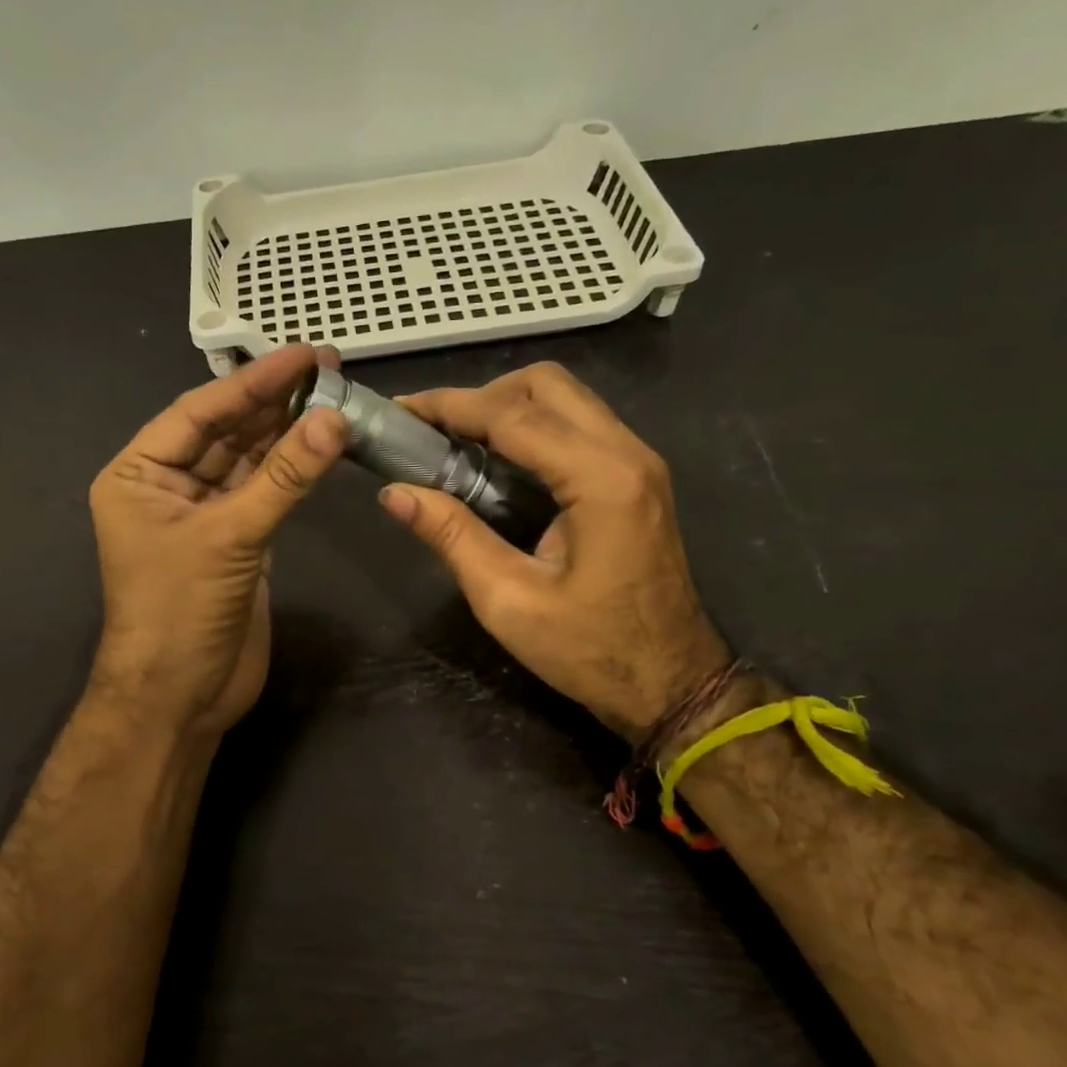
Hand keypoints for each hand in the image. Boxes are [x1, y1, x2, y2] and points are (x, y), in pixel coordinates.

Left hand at [88, 345, 345, 739]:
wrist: (180, 697)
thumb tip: (333, 420)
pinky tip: (321, 446)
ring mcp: (203, 515)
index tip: (304, 356)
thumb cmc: (181, 612)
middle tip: (328, 368)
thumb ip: (283, 478)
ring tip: (333, 398)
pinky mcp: (235, 542)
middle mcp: (167, 487)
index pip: (199, 412)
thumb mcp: (228, 538)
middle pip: (225, 432)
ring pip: (248, 462)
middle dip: (272, 402)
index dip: (252, 382)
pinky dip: (292, 473)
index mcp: (139, 475)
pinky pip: (265, 494)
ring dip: (286, 434)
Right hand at [381, 363, 727, 739]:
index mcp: (601, 480)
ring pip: (566, 398)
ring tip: (455, 440)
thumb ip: (451, 536)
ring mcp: (639, 462)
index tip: (400, 409)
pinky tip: (497, 459)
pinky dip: (532, 425)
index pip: (514, 414)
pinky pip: (579, 425)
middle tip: (433, 429)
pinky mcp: (636, 478)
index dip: (450, 406)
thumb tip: (394, 493)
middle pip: (547, 384)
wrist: (671, 683)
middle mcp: (628, 454)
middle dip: (481, 395)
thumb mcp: (507, 600)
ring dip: (507, 405)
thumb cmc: (590, 651)